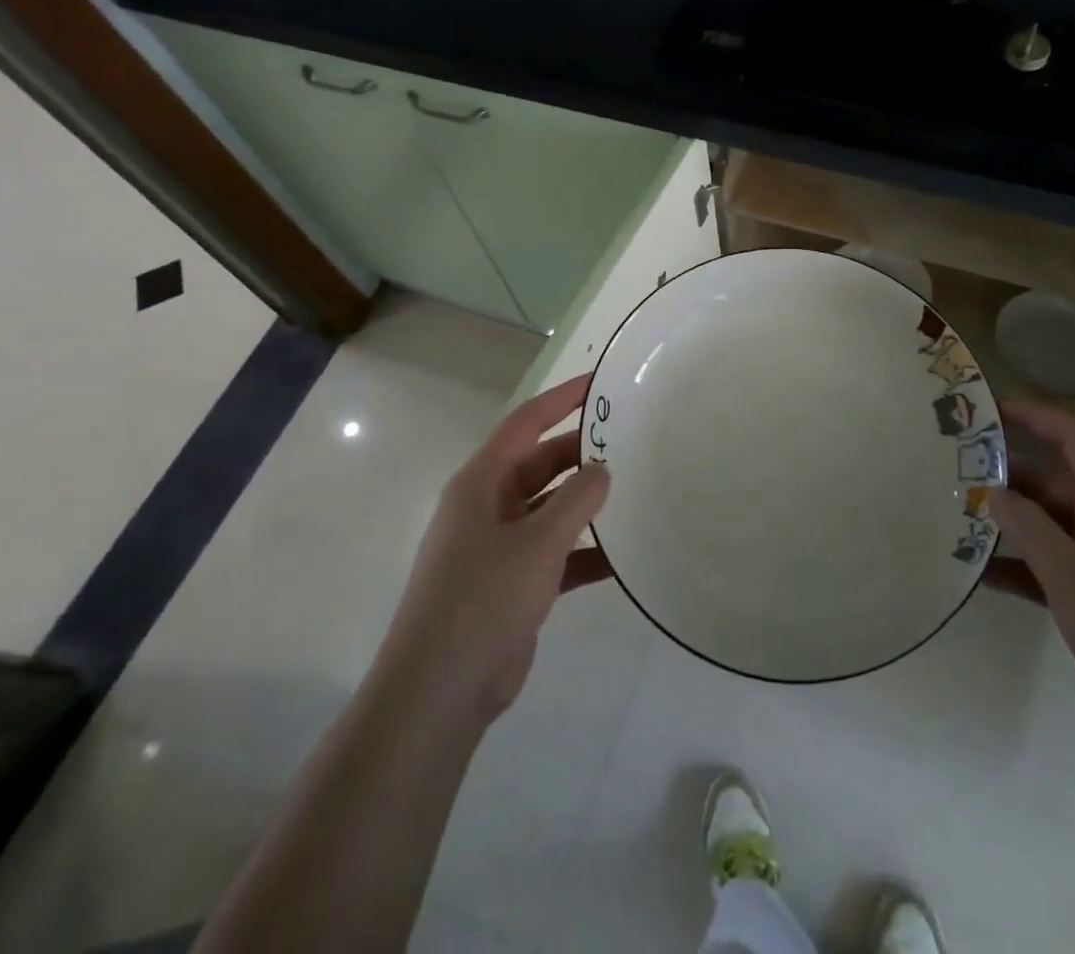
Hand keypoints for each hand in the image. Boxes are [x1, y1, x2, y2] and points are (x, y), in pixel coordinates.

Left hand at [378, 375, 609, 728]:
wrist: (440, 691)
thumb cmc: (483, 600)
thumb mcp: (537, 542)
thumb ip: (576, 500)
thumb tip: (603, 468)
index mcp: (481, 483)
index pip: (525, 424)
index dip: (561, 400)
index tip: (599, 384)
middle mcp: (487, 507)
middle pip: (540, 465)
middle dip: (581, 454)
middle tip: (630, 443)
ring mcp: (498, 547)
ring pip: (550, 510)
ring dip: (585, 505)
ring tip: (634, 493)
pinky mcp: (512, 584)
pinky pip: (555, 555)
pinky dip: (584, 554)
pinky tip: (621, 559)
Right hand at [988, 403, 1074, 779]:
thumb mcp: (1071, 574)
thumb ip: (1028, 526)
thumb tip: (994, 492)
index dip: (1034, 418)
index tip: (987, 413)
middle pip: (1057, 484)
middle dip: (1008, 481)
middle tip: (952, 478)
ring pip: (1053, 527)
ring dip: (1010, 527)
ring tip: (955, 523)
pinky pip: (1057, 567)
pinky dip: (1024, 568)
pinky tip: (978, 574)